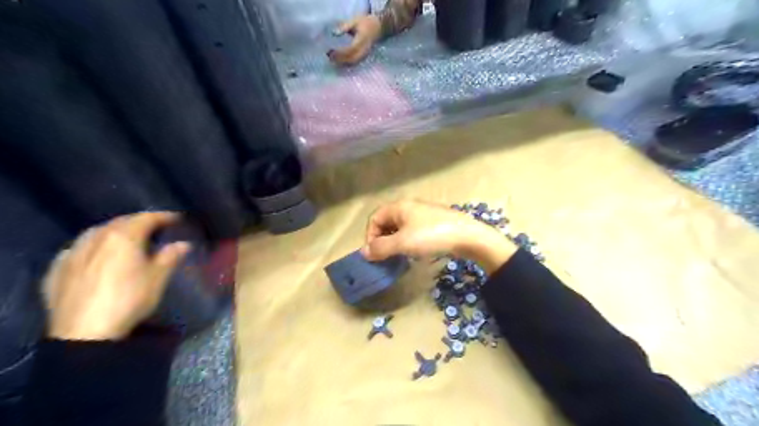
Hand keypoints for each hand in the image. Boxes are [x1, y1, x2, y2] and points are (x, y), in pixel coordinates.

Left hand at [44, 212, 191, 338]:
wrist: (84, 332)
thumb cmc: (129, 299)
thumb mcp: (158, 278)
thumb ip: (170, 256)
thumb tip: (182, 244)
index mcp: (123, 236)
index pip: (147, 218)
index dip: (164, 216)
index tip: (178, 219)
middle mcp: (96, 237)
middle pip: (120, 222)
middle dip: (139, 222)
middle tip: (155, 227)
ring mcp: (73, 252)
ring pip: (96, 232)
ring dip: (114, 231)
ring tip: (126, 238)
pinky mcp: (56, 269)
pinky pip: (78, 248)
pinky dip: (92, 246)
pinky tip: (95, 255)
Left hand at [330, 15, 381, 64]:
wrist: (377, 27)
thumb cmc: (365, 23)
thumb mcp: (355, 21)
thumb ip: (345, 26)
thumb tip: (334, 33)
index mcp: (362, 40)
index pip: (351, 49)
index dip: (341, 52)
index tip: (331, 52)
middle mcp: (364, 49)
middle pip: (352, 58)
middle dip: (340, 59)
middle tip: (330, 57)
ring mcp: (365, 54)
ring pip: (353, 62)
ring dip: (343, 62)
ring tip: (333, 60)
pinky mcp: (364, 56)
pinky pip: (355, 62)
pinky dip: (347, 63)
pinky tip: (340, 61)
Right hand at [360, 199, 515, 273]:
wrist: (468, 237)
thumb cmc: (432, 236)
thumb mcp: (403, 243)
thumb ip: (381, 248)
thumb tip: (363, 252)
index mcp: (399, 207)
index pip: (374, 218)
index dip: (370, 236)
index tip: (375, 254)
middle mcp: (409, 207)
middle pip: (387, 221)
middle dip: (382, 239)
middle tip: (386, 256)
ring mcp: (423, 214)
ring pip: (400, 227)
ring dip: (395, 242)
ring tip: (399, 256)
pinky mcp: (434, 223)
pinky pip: (413, 231)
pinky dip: (408, 241)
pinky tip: (414, 252)